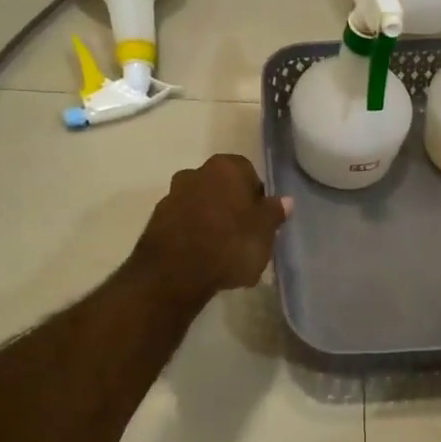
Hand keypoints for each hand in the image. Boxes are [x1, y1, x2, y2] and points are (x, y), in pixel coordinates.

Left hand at [133, 154, 289, 302]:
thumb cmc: (230, 245)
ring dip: (210, 220)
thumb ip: (274, 213)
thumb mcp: (265, 232)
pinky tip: (202, 258)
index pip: (248, 172)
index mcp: (226, 167)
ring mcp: (172, 196)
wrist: (174, 274)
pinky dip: (193, 234)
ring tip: (222, 251)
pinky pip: (183, 223)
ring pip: (200, 204)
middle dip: (231, 206)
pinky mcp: (156, 221)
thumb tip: (284, 201)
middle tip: (244, 234)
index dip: (256, 196)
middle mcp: (195, 173)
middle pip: (221, 187)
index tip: (261, 219)